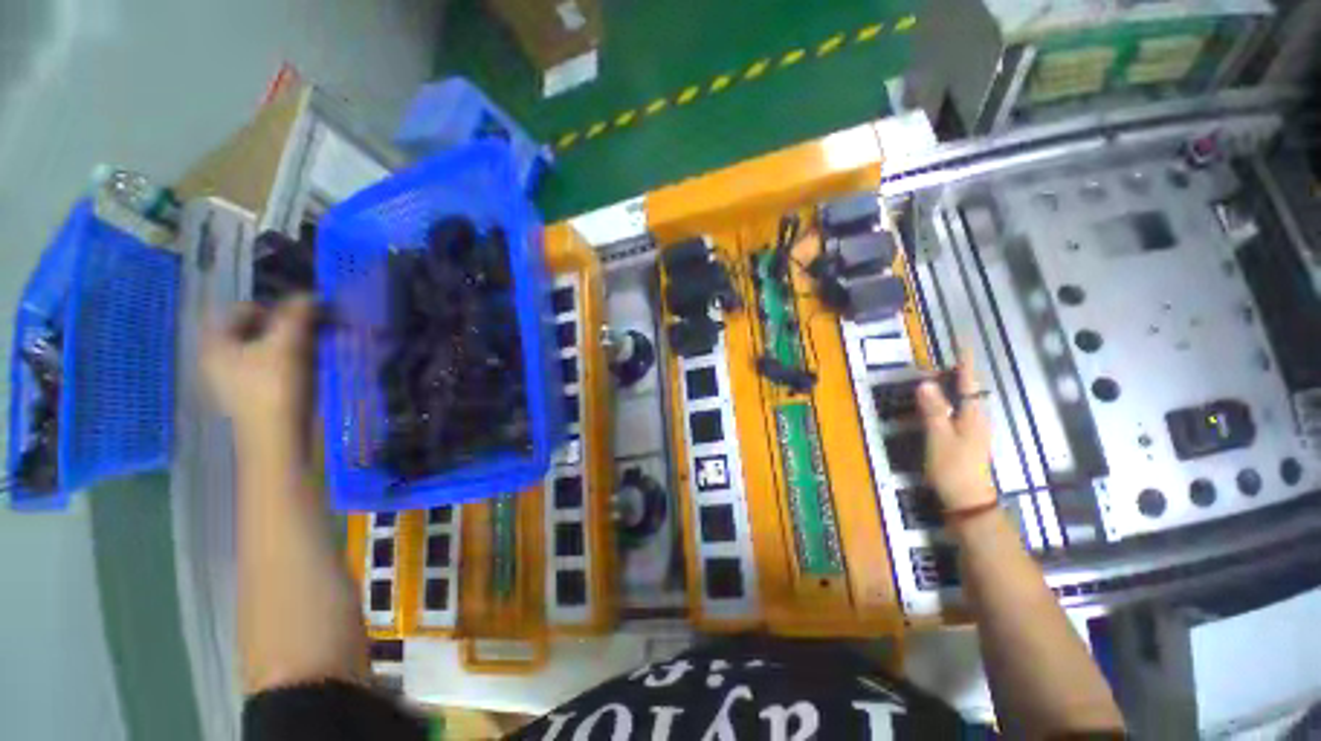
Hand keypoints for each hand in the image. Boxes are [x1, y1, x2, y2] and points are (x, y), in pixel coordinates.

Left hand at [201, 296, 315, 444]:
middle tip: (315, 329)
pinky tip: (310, 366)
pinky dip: (292, 360)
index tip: (306, 315)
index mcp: (216, 342)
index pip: (244, 308)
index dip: (276, 306)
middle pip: (256, 328)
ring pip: (267, 347)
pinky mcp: (255, 393)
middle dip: (288, 325)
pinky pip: (273, 365)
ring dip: (293, 342)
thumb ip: (296, 315)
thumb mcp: (286, 344)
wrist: (277, 438)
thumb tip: (310, 295)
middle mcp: (220, 357)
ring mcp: (236, 378)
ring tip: (317, 347)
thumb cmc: (273, 387)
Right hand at [916, 348, 995, 511]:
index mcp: (972, 415)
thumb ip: (933, 410)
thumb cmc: (952, 466)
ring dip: (948, 387)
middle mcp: (976, 418)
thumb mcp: (938, 437)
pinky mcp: (965, 438)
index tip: (962, 344)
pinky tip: (935, 404)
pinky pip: (956, 411)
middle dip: (953, 373)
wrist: (967, 499)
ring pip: (962, 400)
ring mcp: (972, 429)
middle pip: (967, 389)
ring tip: (932, 378)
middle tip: (931, 364)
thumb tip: (924, 383)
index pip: (968, 383)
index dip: (964, 364)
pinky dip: (946, 401)